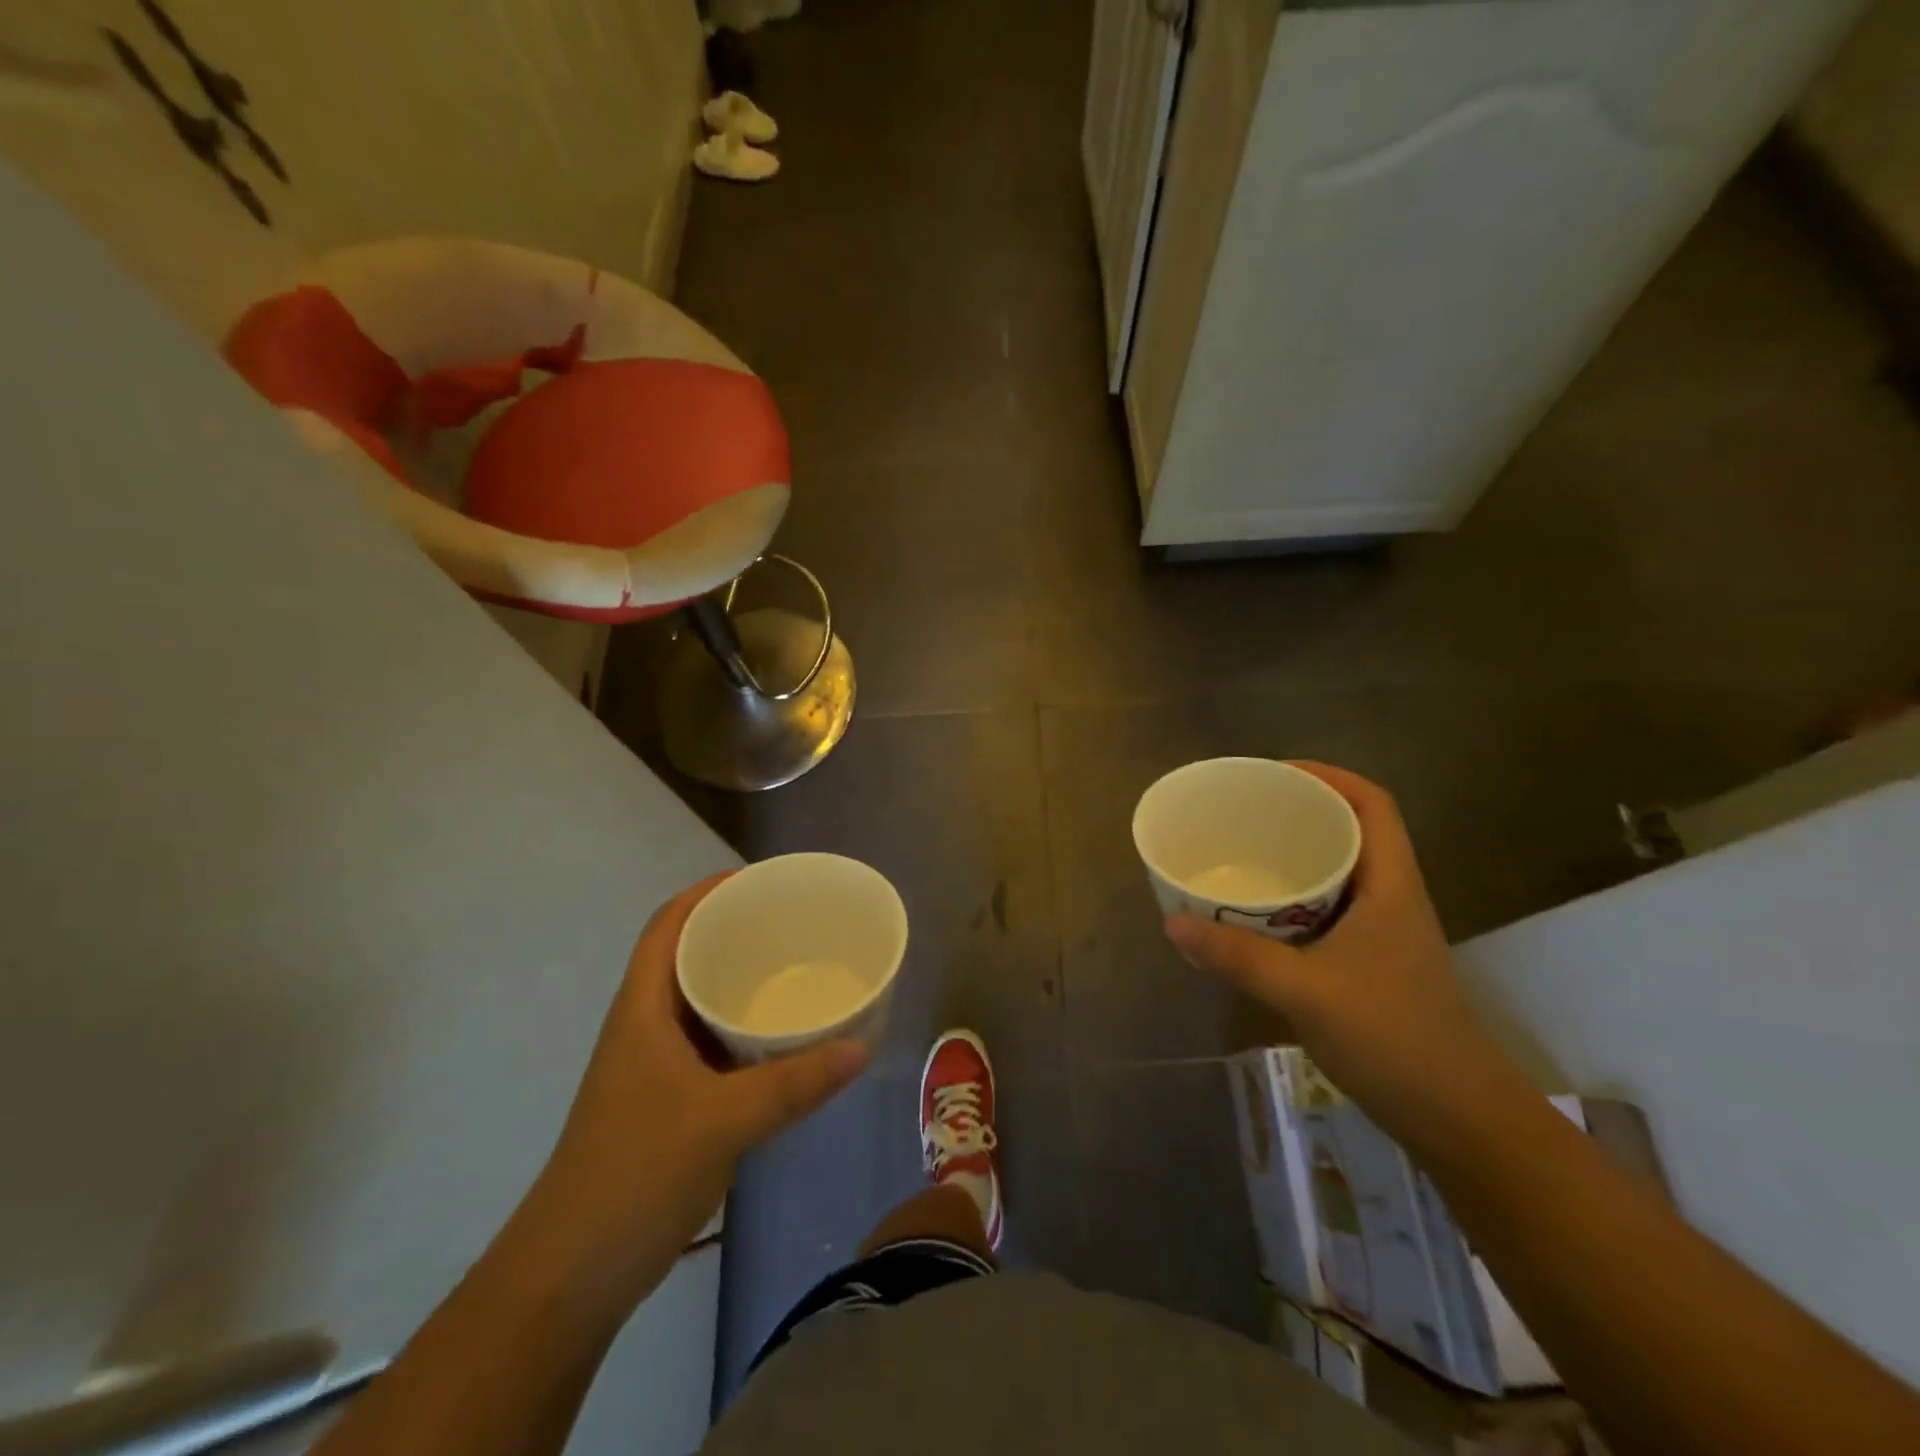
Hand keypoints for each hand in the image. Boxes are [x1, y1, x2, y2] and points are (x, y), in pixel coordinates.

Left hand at [501, 875, 867, 1324]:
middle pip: (686, 956)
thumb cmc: (634, 1174)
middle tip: (792, 922)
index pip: (668, 925)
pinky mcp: (667, 1101)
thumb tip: (862, 1048)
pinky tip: (782, 1040)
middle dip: (733, 931)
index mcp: (642, 1010)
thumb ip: (794, 1084)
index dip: (706, 892)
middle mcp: (645, 1027)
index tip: (759, 879)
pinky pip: (711, 1044)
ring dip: (740, 982)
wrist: (571, 1274)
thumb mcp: (722, 1121)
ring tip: (795, 968)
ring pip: (700, 1002)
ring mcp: (654, 1067)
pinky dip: (744, 1030)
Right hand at [1165, 764, 1533, 1153]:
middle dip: (1300, 812)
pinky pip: (1328, 910)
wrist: (1460, 1119)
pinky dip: (1294, 900)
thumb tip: (1172, 921)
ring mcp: (1384, 934)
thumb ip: (1238, 956)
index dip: (1328, 776)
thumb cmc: (1395, 1040)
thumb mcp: (1307, 992)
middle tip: (1244, 813)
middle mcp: (1391, 899)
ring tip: (1242, 854)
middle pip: (1352, 831)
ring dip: (1296, 858)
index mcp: (1390, 886)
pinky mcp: (1372, 964)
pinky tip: (1256, 917)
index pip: (1372, 805)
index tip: (1275, 774)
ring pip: (1339, 873)